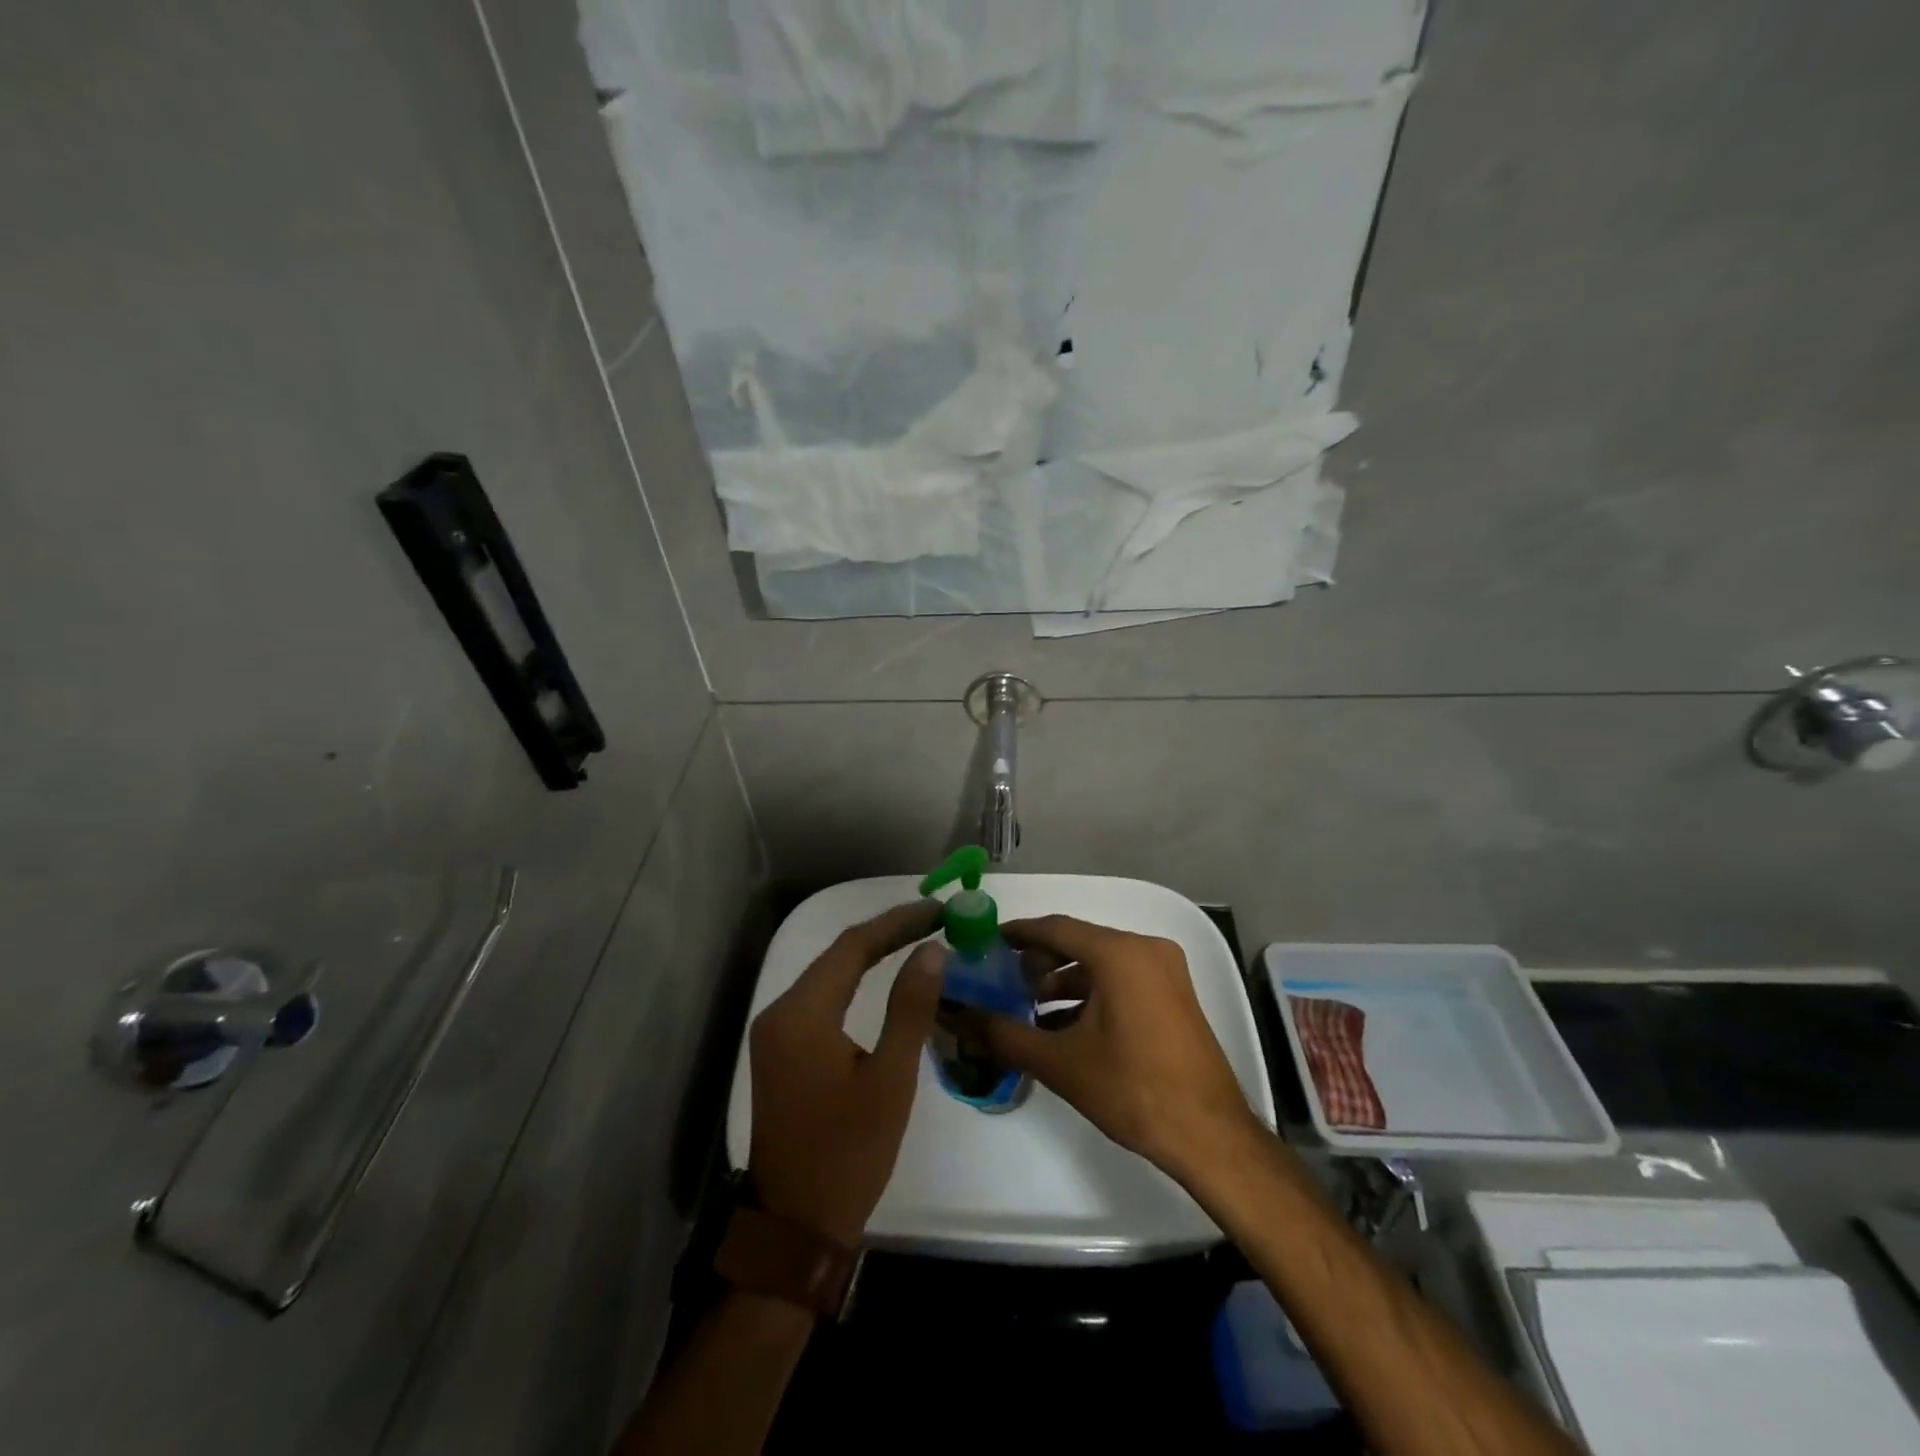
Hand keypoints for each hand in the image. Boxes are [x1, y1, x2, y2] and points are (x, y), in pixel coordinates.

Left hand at [746, 901, 943, 1246]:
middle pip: (837, 956)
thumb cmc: (849, 1154)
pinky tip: (881, 979)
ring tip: (916, 940)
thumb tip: (932, 951)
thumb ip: (910, 1009)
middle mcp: (779, 1013)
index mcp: (801, 1015)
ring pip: (828, 975)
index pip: (852, 947)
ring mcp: (774, 1033)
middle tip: (934, 921)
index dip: (897, 923)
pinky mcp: (780, 1050)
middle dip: (886, 934)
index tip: (938, 911)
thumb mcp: (890, 1080)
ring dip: (870, 955)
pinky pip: (821, 999)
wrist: (796, 1227)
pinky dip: (854, 982)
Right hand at [966, 915, 1263, 1185]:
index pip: (1056, 928)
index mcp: (1120, 953)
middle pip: (1079, 943)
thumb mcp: (1060, 1063)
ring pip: (1101, 963)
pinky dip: (1091, 995)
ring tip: (1027, 1008)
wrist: (1209, 1136)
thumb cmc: (1133, 1090)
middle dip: (1038, 961)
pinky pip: (1122, 980)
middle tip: (1001, 979)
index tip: (985, 942)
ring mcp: (1165, 971)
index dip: (1017, 933)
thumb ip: (1002, 1034)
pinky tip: (1063, 1026)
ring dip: (1063, 982)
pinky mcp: (1173, 995)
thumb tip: (955, 1016)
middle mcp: (1146, 949)